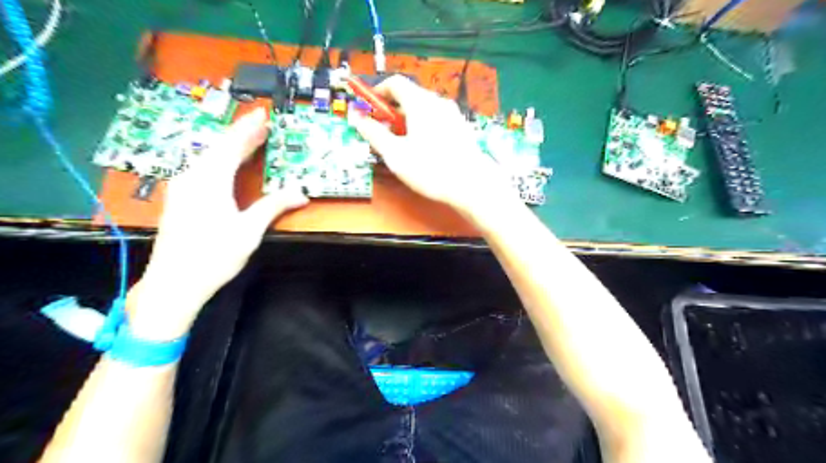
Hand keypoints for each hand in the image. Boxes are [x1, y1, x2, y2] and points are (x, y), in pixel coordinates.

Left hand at [127, 108, 307, 339]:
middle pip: (219, 148)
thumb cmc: (214, 256)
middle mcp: (192, 177)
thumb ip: (273, 207)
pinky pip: (203, 169)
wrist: (174, 283)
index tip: (263, 113)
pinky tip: (227, 164)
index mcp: (209, 180)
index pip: (232, 146)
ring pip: (209, 158)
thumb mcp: (249, 231)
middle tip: (262, 124)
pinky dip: (220, 160)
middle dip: (241, 135)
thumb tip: (302, 193)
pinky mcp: (181, 198)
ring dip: (230, 147)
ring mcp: (183, 187)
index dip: (249, 128)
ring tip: (250, 140)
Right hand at [349, 75, 513, 217]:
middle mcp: (438, 102)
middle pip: (410, 95)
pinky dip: (423, 125)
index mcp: (420, 102)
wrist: (471, 184)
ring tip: (402, 142)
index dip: (378, 93)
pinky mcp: (461, 127)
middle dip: (392, 110)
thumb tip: (357, 118)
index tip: (369, 109)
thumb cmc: (429, 168)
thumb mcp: (395, 153)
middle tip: (382, 130)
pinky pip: (437, 119)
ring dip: (408, 119)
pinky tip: (423, 147)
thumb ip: (374, 133)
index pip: (395, 83)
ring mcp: (453, 114)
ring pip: (424, 108)